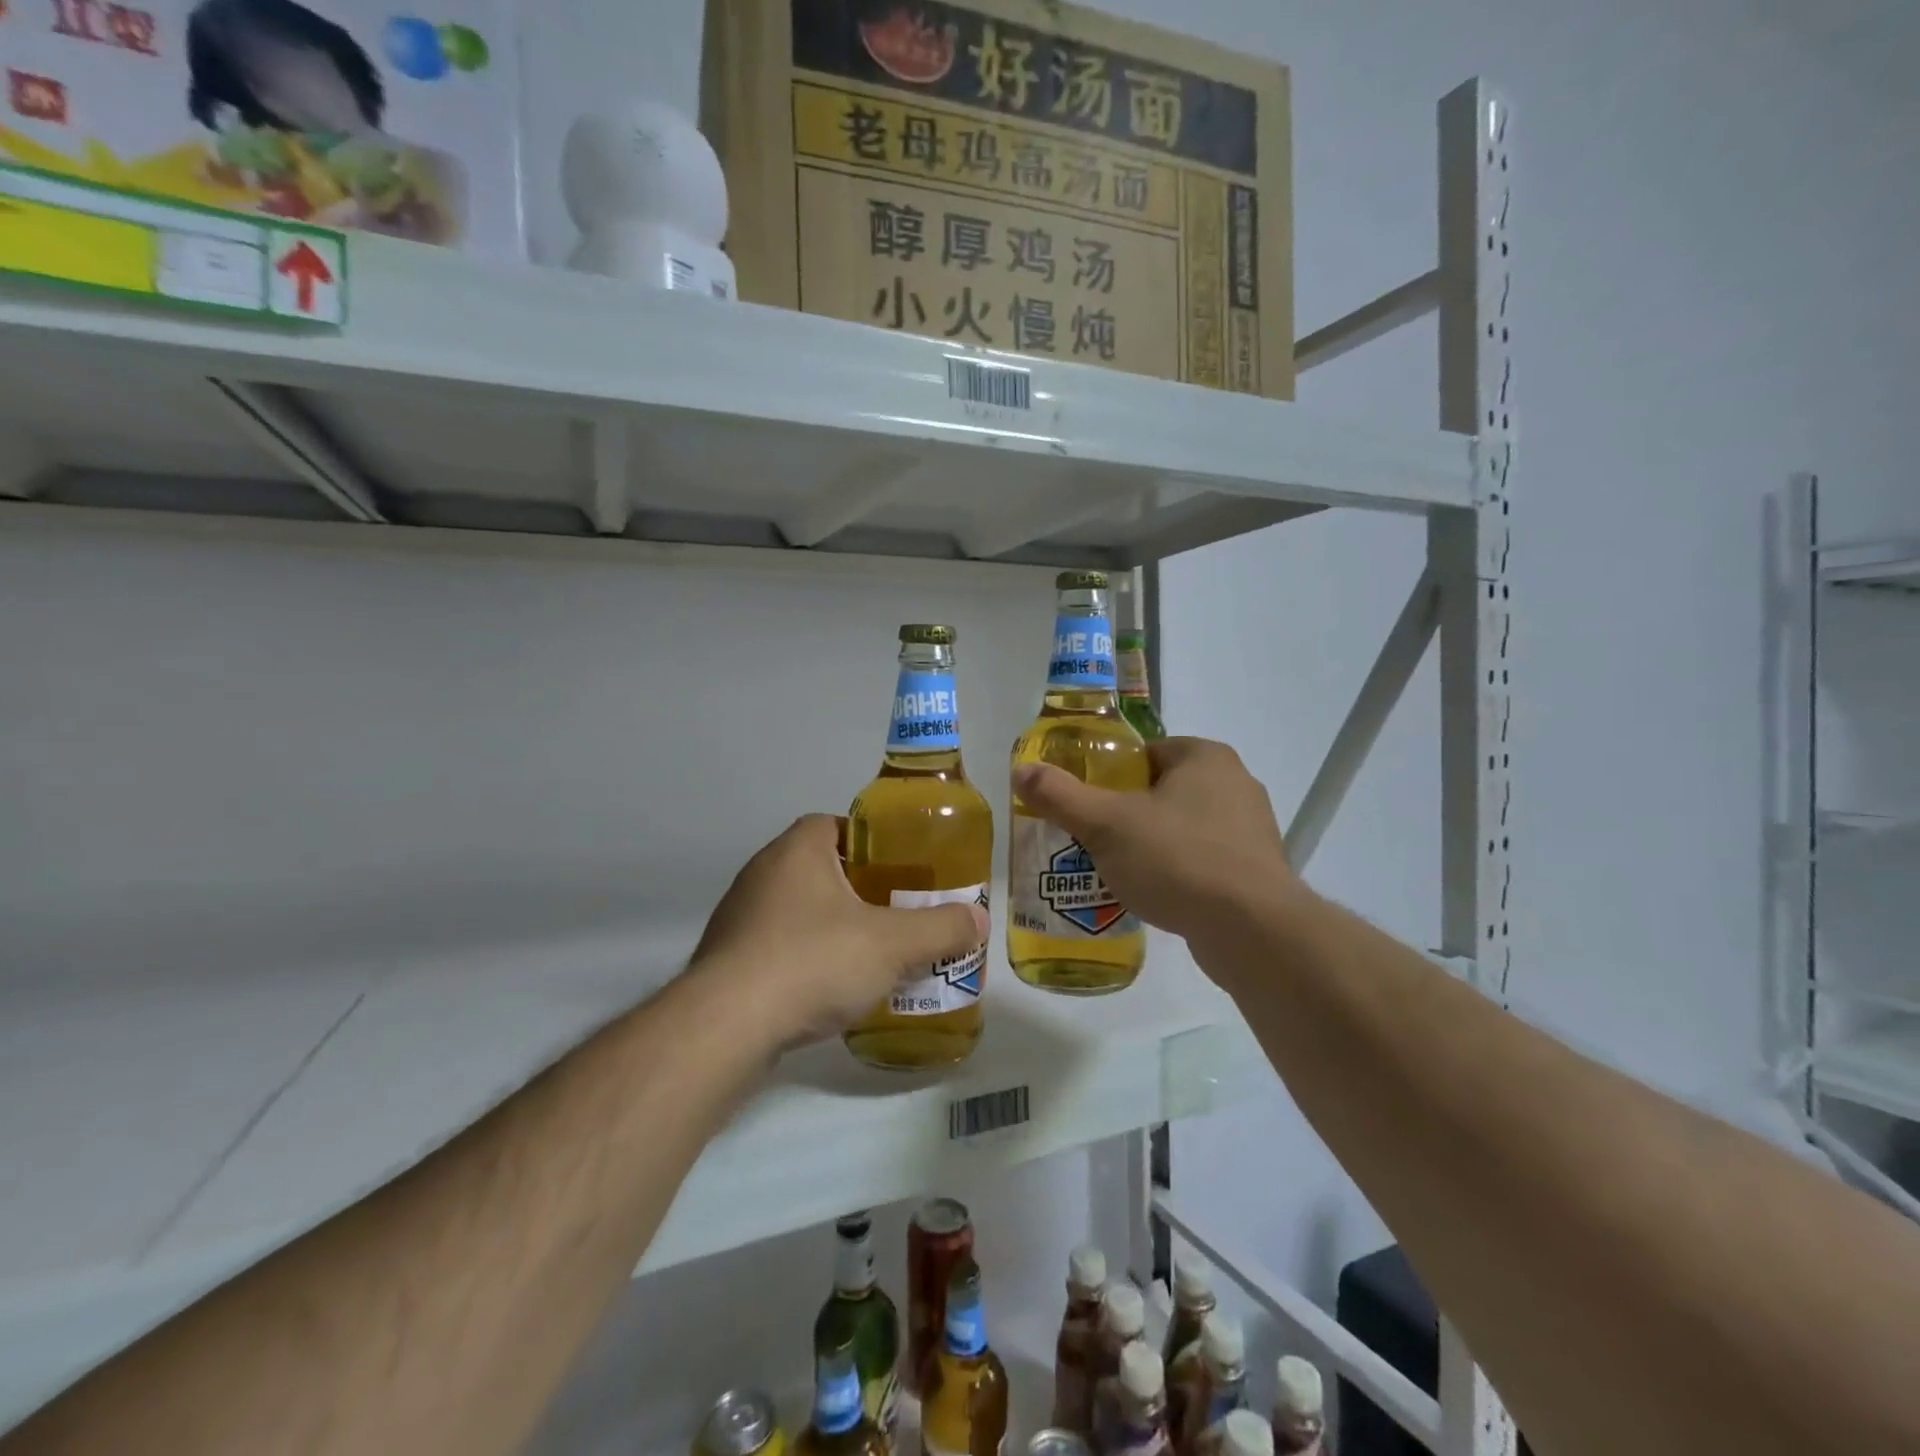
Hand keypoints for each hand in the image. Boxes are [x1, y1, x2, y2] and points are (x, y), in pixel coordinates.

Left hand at [689, 815, 989, 1051]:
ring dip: (831, 926)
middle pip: (820, 868)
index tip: (901, 870)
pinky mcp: (727, 959)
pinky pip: (776, 947)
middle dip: (859, 889)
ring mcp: (739, 917)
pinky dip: (804, 959)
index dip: (871, 842)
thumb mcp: (892, 944)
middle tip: (895, 913)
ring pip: (798, 909)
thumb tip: (979, 920)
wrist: (726, 1027)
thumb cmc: (812, 961)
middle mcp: (763, 873)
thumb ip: (941, 929)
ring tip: (869, 954)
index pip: (837, 825)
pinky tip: (828, 989)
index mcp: (798, 850)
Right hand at [1012, 737, 1299, 945]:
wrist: (1252, 931)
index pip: (1144, 754)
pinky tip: (1154, 895)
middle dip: (1126, 814)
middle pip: (1161, 791)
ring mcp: (1251, 829)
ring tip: (1115, 870)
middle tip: (1091, 839)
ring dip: (1151, 845)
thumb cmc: (1177, 859)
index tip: (1084, 804)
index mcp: (1205, 757)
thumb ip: (1061, 795)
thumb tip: (1021, 770)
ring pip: (1182, 828)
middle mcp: (1235, 784)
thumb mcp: (1106, 824)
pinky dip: (1177, 872)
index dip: (1108, 776)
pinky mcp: (1257, 871)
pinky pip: (1203, 861)